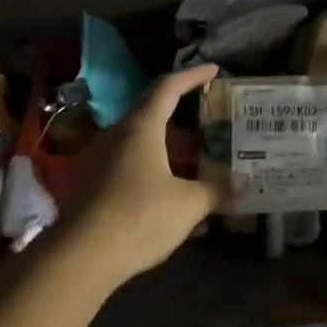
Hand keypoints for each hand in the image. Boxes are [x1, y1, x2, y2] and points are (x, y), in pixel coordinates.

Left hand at [60, 63, 224, 288]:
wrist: (83, 256)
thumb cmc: (140, 217)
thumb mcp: (189, 204)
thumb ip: (217, 190)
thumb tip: (244, 181)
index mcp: (141, 128)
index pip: (168, 88)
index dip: (192, 76)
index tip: (214, 70)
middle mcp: (116, 135)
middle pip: (152, 115)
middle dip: (182, 119)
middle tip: (210, 126)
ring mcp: (98, 159)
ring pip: (139, 142)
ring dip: (166, 147)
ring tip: (194, 160)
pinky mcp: (90, 184)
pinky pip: (127, 164)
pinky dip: (151, 167)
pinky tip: (168, 188)